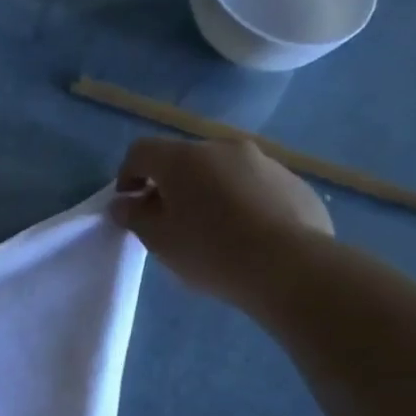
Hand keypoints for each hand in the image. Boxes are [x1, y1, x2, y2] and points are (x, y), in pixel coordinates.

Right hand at [109, 137, 333, 308]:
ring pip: (222, 171)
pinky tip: (246, 235)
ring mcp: (264, 161)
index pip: (142, 151)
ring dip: (208, 192)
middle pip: (184, 160)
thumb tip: (123, 204)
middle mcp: (223, 148)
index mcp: (184, 159)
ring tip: (211, 231)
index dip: (127, 175)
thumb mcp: (159, 241)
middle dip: (170, 185)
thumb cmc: (210, 252)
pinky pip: (254, 186)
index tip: (129, 204)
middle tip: (168, 222)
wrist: (290, 267)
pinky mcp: (293, 181)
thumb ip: (134, 217)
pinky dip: (241, 202)